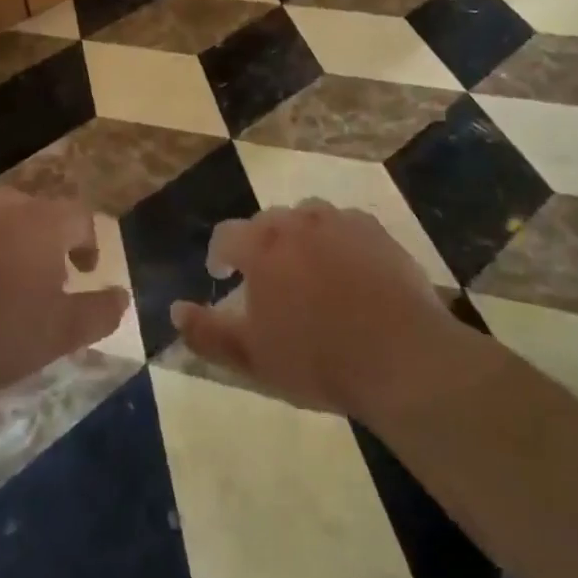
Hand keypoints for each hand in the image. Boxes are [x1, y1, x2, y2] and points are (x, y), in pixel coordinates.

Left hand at [0, 188, 128, 398]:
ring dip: (2, 243)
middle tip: (38, 282)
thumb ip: (99, 312)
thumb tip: (122, 296)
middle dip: (43, 243)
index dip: (86, 243)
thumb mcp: (58, 335)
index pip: (79, 218)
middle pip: (34, 214)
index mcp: (41, 221)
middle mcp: (1, 202)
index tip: (83, 270)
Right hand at [170, 200, 466, 423]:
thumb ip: (206, 332)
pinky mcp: (377, 231)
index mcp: (262, 247)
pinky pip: (346, 225)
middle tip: (267, 279)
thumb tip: (175, 309)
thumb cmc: (318, 360)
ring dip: (300, 237)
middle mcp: (298, 221)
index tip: (224, 275)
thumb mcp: (251, 358)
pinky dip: (338, 240)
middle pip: (267, 221)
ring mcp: (341, 222)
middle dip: (260, 245)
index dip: (220, 255)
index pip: (226, 235)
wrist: (401, 358)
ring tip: (308, 271)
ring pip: (308, 217)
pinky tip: (349, 271)